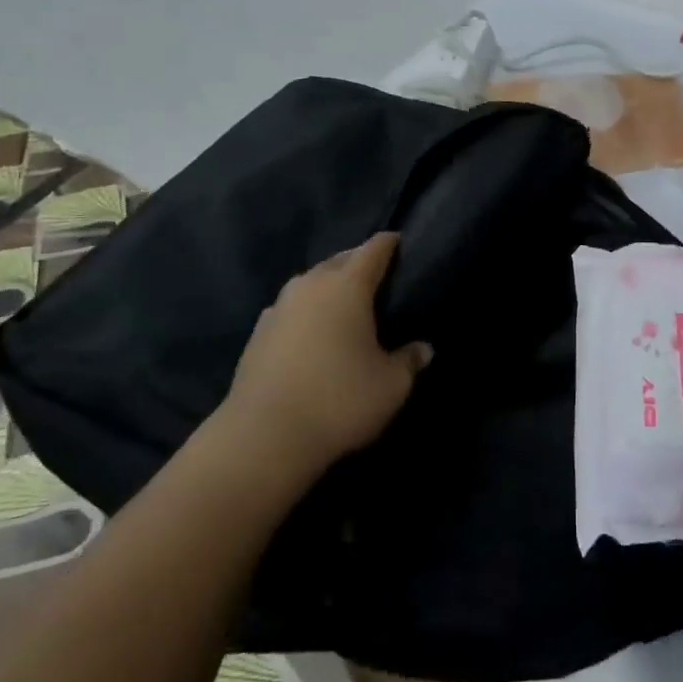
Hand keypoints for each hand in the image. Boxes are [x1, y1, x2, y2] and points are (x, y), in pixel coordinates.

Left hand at [226, 233, 432, 471]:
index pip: (373, 249)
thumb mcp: (391, 386)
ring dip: (329, 286)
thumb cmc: (339, 401)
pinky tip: (312, 332)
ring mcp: (279, 307)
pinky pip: (290, 308)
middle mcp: (310, 285)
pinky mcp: (258, 332)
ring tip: (345, 305)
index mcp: (347, 286)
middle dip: (359, 262)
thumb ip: (409, 361)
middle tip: (379, 279)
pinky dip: (306, 311)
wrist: (263, 437)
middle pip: (339, 260)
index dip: (390, 244)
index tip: (401, 244)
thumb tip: (424, 349)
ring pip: (310, 282)